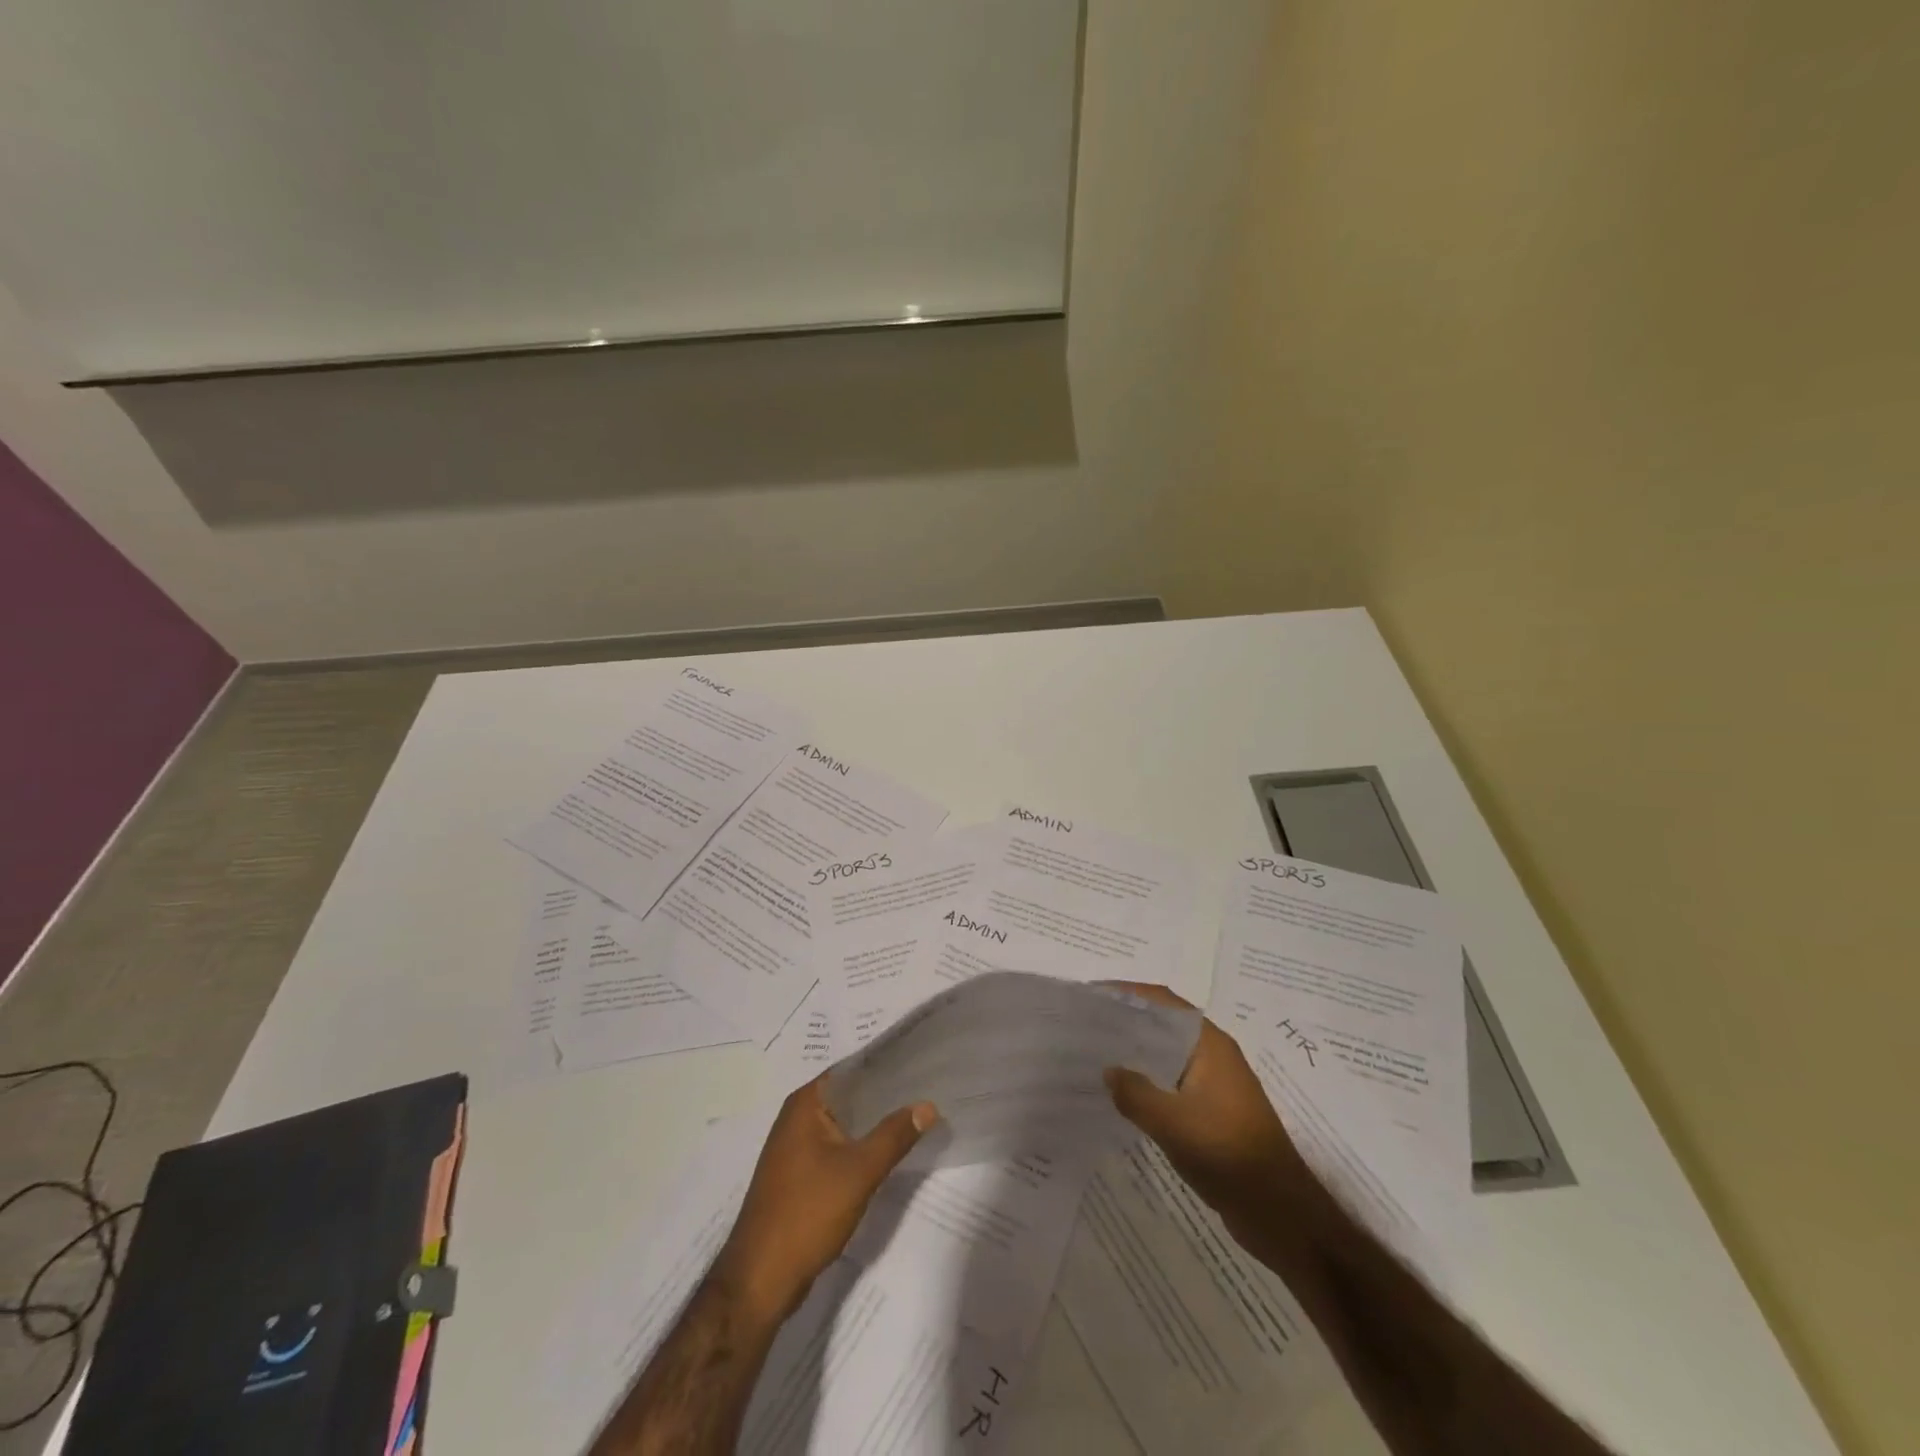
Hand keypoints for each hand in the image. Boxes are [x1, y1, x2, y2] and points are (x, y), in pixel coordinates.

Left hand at [711, 1076, 936, 1325]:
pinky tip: (886, 1154)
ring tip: (914, 1118)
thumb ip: (895, 1135)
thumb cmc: (808, 1212)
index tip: (920, 1065)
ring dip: (873, 1124)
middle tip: (926, 1091)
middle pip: (849, 1096)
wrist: (761, 1279)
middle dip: (884, 1097)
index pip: (852, 1069)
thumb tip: (928, 1104)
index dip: (886, 1065)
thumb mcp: (860, 1171)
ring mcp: (794, 1148)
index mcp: (805, 1103)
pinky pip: (836, 1148)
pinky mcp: (798, 1175)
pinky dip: (859, 1147)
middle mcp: (796, 1117)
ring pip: (844, 1124)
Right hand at [1102, 982, 1310, 1232]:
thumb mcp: (1172, 1123)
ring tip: (1096, 1056)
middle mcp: (1214, 1055)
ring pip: (1168, 1056)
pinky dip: (1148, 1081)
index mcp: (1209, 1044)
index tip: (1093, 995)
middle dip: (1128, 1022)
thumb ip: (1135, 1093)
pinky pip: (1173, 1083)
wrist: (1280, 1212)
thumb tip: (1109, 1071)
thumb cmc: (1227, 1153)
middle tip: (1087, 1026)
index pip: (1163, 1001)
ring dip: (1137, 1054)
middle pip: (1165, 1024)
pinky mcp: (1214, 1111)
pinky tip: (1123, 1096)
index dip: (1128, 993)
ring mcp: (1216, 1084)